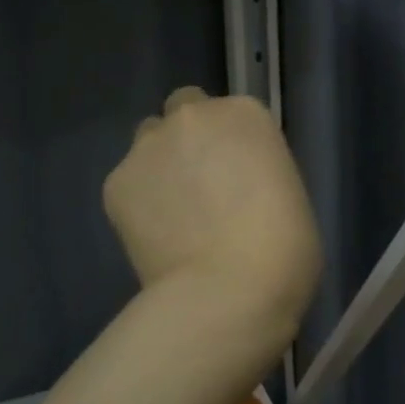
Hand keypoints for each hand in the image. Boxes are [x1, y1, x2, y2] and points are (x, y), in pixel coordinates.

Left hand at [103, 88, 321, 349]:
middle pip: (183, 111)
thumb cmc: (284, 248)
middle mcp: (193, 116)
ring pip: (148, 142)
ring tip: (172, 214)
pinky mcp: (116, 183)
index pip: (232, 113)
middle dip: (188, 139)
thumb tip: (234, 188)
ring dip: (159, 165)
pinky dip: (137, 204)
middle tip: (200, 185)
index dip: (232, 144)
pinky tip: (155, 238)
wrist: (229, 292)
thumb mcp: (288, 193)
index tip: (238, 177)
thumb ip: (255, 173)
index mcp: (246, 114)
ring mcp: (149, 147)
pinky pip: (127, 185)